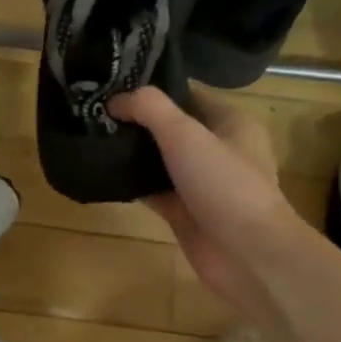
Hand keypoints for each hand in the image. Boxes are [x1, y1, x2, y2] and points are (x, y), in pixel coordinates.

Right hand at [112, 85, 291, 316]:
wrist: (248, 255)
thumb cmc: (225, 185)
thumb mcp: (186, 134)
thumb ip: (149, 109)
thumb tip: (115, 100)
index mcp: (230, 123)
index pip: (187, 95)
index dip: (152, 89)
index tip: (112, 86)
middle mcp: (218, 149)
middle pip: (170, 127)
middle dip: (136, 121)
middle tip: (94, 112)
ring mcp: (201, 183)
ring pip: (160, 160)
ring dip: (132, 153)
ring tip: (92, 138)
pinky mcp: (185, 212)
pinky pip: (154, 190)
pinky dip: (133, 184)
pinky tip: (104, 175)